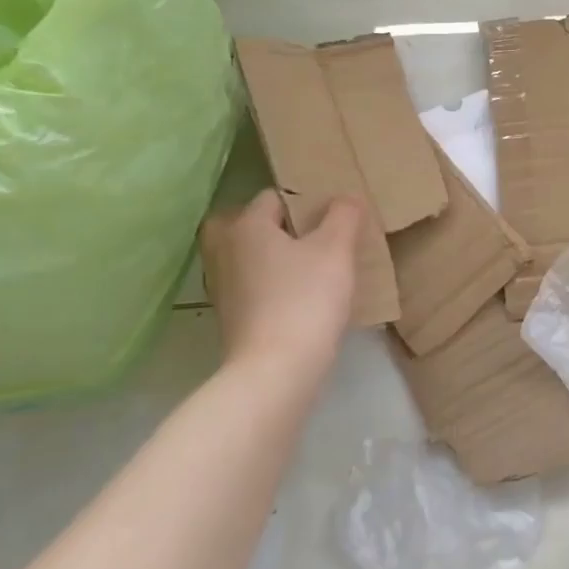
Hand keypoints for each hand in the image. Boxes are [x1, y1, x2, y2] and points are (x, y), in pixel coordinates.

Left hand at [200, 192, 362, 368]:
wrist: (276, 371)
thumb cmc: (305, 299)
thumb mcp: (336, 249)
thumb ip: (343, 216)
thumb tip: (346, 197)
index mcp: (245, 226)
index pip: (274, 197)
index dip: (305, 201)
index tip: (333, 216)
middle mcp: (225, 250)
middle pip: (249, 225)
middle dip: (277, 227)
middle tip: (310, 237)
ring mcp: (223, 287)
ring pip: (249, 256)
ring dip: (273, 256)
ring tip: (311, 266)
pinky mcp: (230, 317)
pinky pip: (251, 285)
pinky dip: (270, 284)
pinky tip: (300, 296)